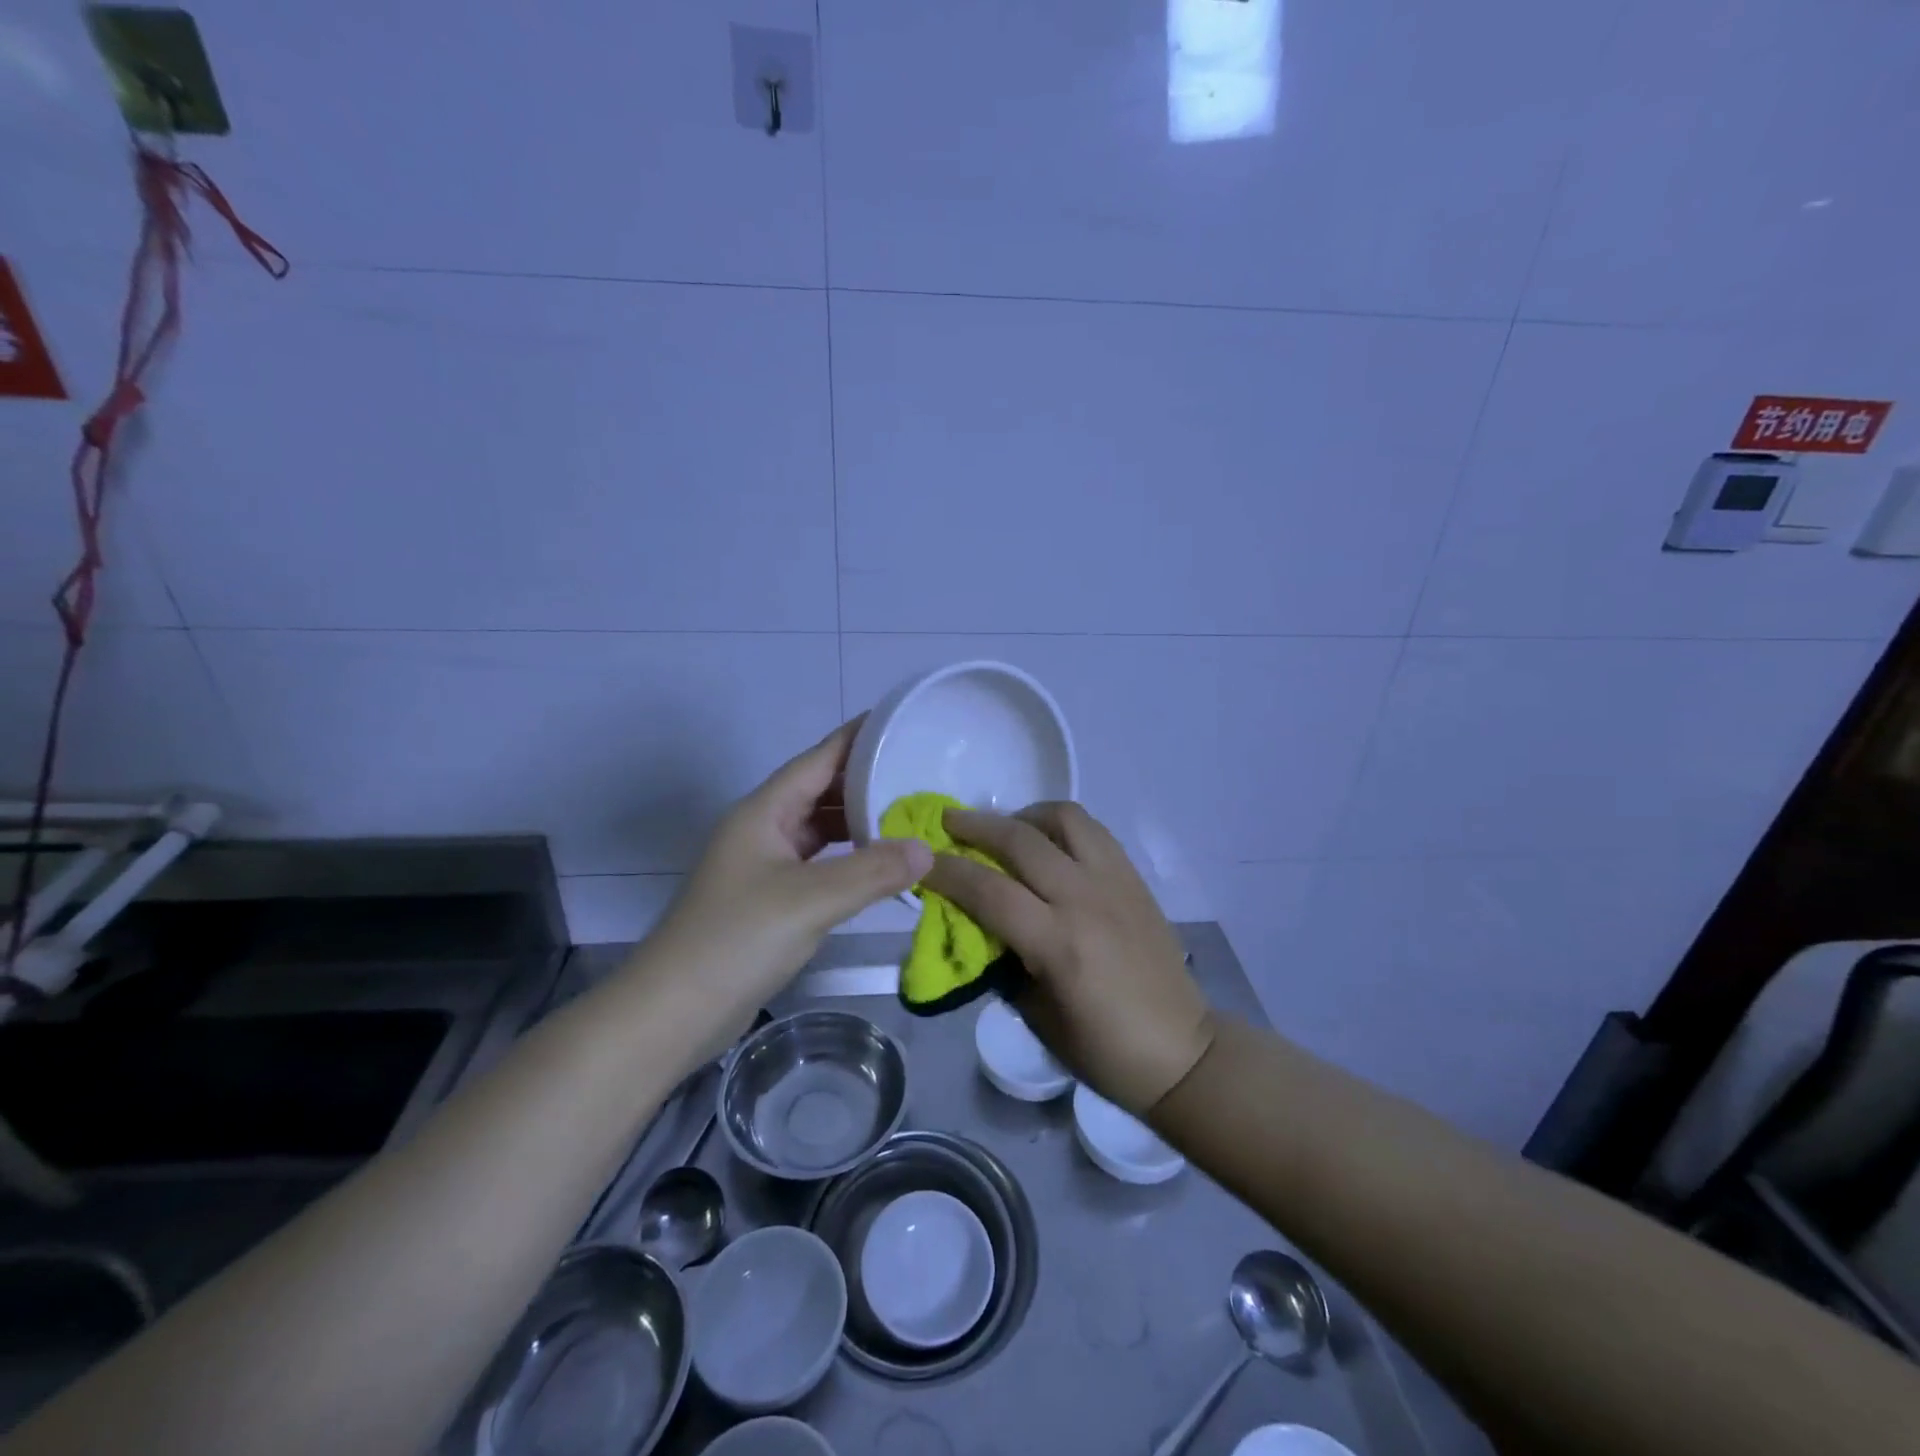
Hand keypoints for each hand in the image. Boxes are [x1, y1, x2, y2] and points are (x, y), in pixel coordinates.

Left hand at [648, 720, 931, 1025]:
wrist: (674, 1011)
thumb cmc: (737, 939)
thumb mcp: (810, 900)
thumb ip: (872, 871)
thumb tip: (927, 849)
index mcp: (764, 812)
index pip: (818, 760)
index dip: (858, 738)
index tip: (900, 722)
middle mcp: (763, 829)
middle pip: (820, 791)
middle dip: (867, 782)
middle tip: (920, 774)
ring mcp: (765, 865)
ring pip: (820, 829)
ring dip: (860, 822)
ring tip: (910, 815)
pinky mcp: (771, 898)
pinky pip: (819, 863)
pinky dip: (850, 859)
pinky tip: (880, 865)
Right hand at [925, 803, 1214, 1115]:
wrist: (1182, 1051)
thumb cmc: (1102, 1050)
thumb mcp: (1035, 1015)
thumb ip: (1003, 961)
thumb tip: (975, 925)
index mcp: (1059, 944)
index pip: (988, 889)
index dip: (947, 871)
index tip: (921, 861)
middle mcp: (1086, 899)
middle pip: (1021, 840)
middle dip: (976, 825)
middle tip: (948, 822)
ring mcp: (1115, 882)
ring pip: (1064, 818)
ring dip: (1025, 815)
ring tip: (1005, 828)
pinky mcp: (1134, 878)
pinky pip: (1093, 831)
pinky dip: (1061, 825)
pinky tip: (1048, 843)